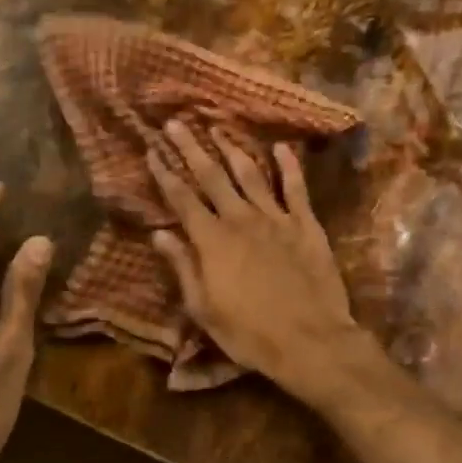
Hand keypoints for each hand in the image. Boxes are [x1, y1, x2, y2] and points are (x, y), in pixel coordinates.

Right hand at [147, 124, 366, 402]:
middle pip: (212, 176)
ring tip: (219, 128)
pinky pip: (296, 188)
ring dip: (233, 149)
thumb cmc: (250, 333)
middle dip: (192, 148)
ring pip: (251, 174)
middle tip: (177, 122)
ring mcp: (277, 218)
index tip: (151, 150)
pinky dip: (288, 165)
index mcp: (212, 241)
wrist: (310, 340)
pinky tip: (281, 147)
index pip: (182, 199)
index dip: (165, 174)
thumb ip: (183, 267)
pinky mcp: (306, 224)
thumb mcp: (204, 309)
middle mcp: (241, 220)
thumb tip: (159, 234)